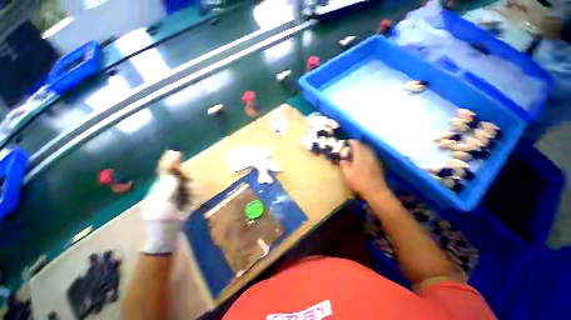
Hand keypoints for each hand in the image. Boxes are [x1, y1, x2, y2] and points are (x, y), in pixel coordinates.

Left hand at [142, 151, 183, 253]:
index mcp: (159, 186)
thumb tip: (172, 167)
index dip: (169, 162)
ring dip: (189, 188)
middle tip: (187, 184)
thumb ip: (168, 181)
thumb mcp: (163, 197)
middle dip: (184, 178)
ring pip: (186, 184)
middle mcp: (167, 188)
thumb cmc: (161, 215)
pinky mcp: (183, 200)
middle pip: (179, 176)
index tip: (175, 152)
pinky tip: (189, 202)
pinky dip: (192, 195)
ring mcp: (176, 194)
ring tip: (188, 197)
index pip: (164, 171)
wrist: (166, 232)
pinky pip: (190, 192)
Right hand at [340, 140, 387, 197]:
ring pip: (368, 151)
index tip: (348, 141)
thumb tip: (343, 160)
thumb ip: (344, 165)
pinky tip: (363, 160)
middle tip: (351, 147)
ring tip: (357, 153)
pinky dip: (366, 155)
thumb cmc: (359, 181)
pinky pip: (371, 156)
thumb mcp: (347, 174)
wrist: (375, 190)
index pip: (357, 145)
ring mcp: (374, 160)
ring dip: (362, 150)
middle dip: (357, 146)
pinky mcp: (378, 165)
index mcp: (360, 156)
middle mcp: (368, 155)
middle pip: (363, 147)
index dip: (352, 142)